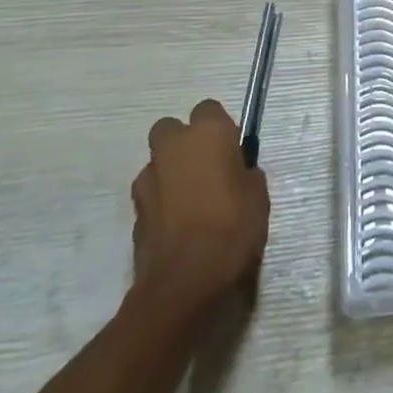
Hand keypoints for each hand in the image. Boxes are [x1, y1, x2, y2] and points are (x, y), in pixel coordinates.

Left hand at [129, 99, 269, 321]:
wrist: (185, 283)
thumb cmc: (232, 228)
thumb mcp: (257, 195)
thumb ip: (244, 173)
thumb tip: (236, 172)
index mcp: (207, 133)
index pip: (209, 109)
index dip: (219, 128)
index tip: (230, 151)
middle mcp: (173, 146)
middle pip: (171, 129)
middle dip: (183, 143)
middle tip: (204, 169)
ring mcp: (148, 179)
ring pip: (157, 163)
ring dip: (170, 173)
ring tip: (189, 203)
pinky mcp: (134, 212)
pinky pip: (150, 195)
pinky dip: (160, 203)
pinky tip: (176, 226)